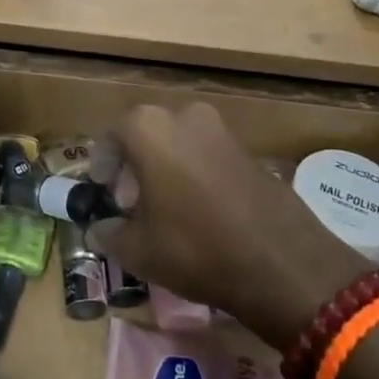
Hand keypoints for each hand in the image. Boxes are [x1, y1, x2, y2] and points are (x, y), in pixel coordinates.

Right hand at [87, 103, 370, 349]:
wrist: (282, 262)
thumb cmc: (195, 247)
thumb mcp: (138, 250)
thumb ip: (109, 234)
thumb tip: (96, 230)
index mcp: (149, 129)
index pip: (111, 137)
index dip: (102, 165)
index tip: (101, 190)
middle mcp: (183, 116)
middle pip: (145, 135)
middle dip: (133, 165)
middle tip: (129, 202)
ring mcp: (220, 130)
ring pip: (177, 142)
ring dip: (164, 168)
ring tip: (163, 208)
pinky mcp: (248, 149)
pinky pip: (206, 153)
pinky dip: (193, 173)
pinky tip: (197, 210)